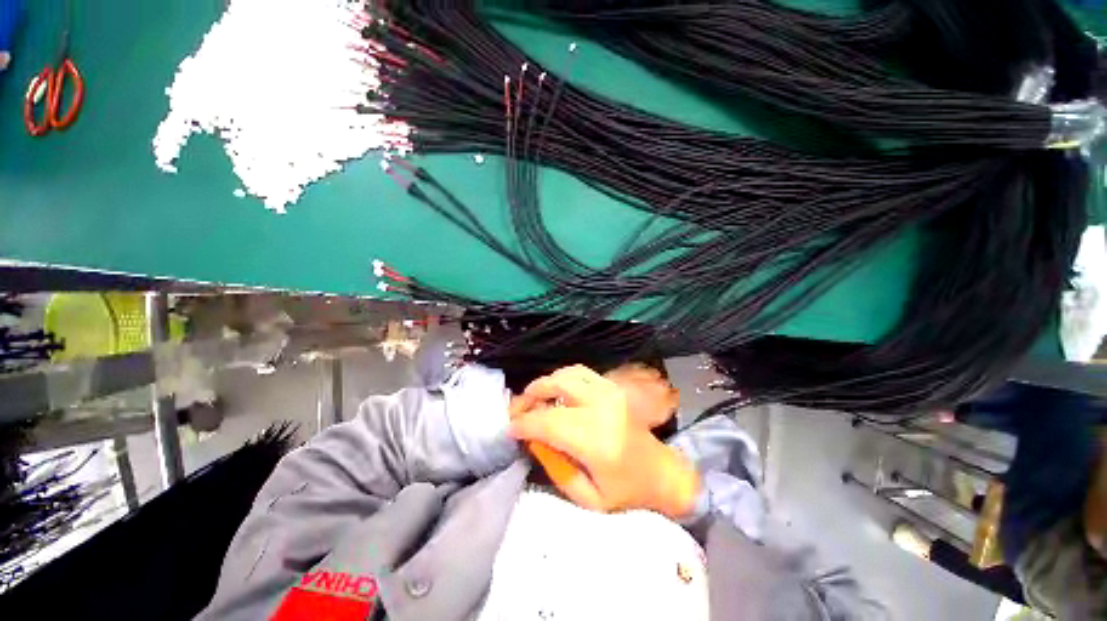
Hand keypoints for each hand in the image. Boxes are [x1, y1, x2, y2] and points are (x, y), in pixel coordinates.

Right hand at [510, 365, 698, 517]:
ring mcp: (610, 392)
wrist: (661, 472)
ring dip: (545, 383)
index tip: (510, 429)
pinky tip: (555, 392)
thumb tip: (533, 440)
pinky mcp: (613, 387)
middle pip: (556, 386)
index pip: (548, 422)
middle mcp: (603, 407)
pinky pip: (580, 372)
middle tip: (517, 410)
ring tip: (533, 400)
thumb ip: (555, 468)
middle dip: (530, 396)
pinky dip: (561, 378)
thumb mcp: (587, 498)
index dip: (524, 423)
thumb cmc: (626, 492)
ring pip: (567, 374)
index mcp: (597, 440)